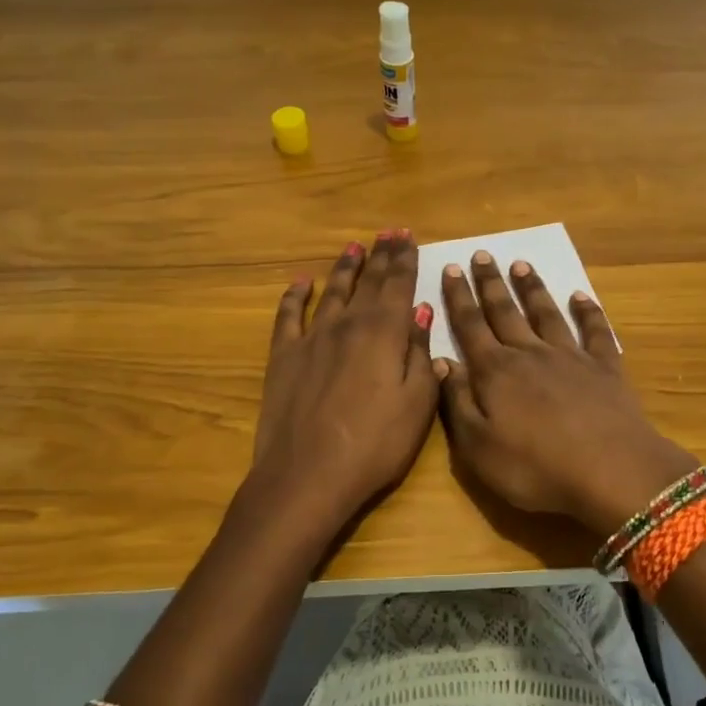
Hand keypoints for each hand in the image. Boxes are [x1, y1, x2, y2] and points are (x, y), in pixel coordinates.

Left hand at [249, 231, 438, 533]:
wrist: (308, 474)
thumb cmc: (375, 444)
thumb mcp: (417, 403)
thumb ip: (420, 354)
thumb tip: (420, 313)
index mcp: (385, 332)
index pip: (398, 285)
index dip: (405, 259)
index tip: (408, 237)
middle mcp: (348, 324)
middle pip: (368, 281)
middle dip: (380, 255)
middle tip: (388, 231)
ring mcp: (312, 338)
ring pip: (332, 291)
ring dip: (344, 268)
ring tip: (353, 247)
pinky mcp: (284, 357)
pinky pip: (289, 316)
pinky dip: (295, 296)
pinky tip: (300, 283)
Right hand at [436, 251, 698, 537]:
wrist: (611, 471)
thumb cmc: (535, 468)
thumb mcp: (478, 447)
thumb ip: (457, 402)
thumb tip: (442, 361)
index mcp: (495, 372)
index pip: (470, 327)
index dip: (459, 298)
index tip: (451, 268)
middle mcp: (530, 354)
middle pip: (506, 312)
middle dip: (491, 283)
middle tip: (482, 255)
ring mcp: (571, 357)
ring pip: (546, 314)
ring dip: (533, 289)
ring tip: (521, 265)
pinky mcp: (606, 368)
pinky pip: (595, 331)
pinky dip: (588, 311)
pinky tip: (581, 297)